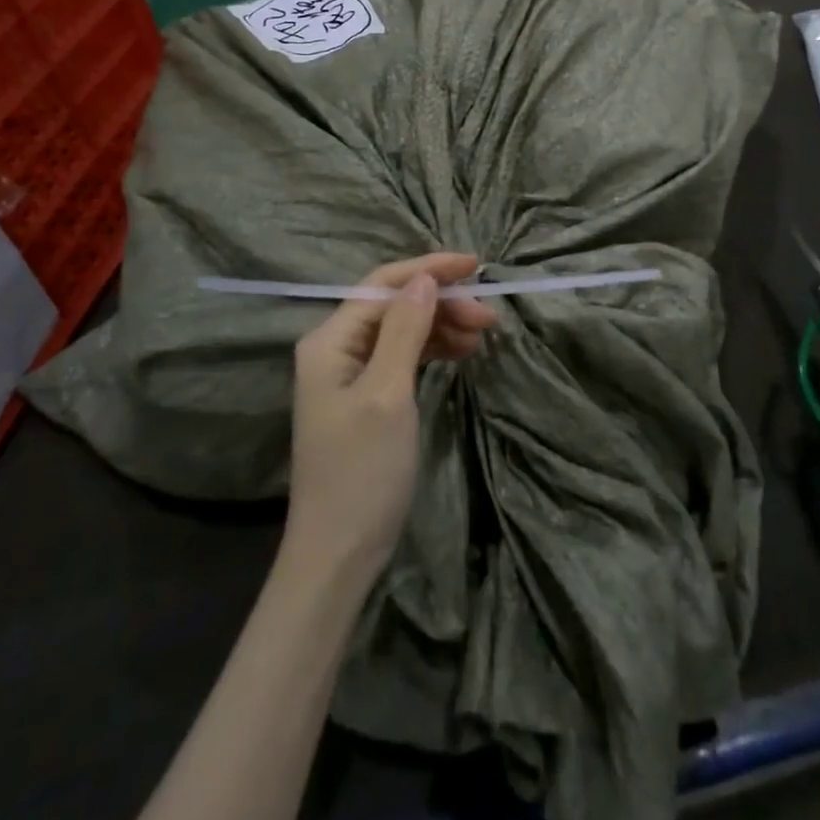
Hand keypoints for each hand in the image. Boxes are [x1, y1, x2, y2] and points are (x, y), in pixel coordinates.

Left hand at [285, 253, 497, 588]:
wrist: (339, 553)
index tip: (477, 266)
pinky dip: (431, 351)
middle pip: (394, 306)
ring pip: (402, 330)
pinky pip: (402, 357)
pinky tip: (460, 353)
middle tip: (489, 318)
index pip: (383, 285)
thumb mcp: (388, 394)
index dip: (429, 269)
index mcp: (330, 340)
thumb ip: (405, 330)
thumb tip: (425, 278)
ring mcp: (350, 375)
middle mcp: (335, 348)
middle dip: (441, 303)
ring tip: (482, 336)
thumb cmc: (362, 471)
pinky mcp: (366, 398)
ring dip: (441, 326)